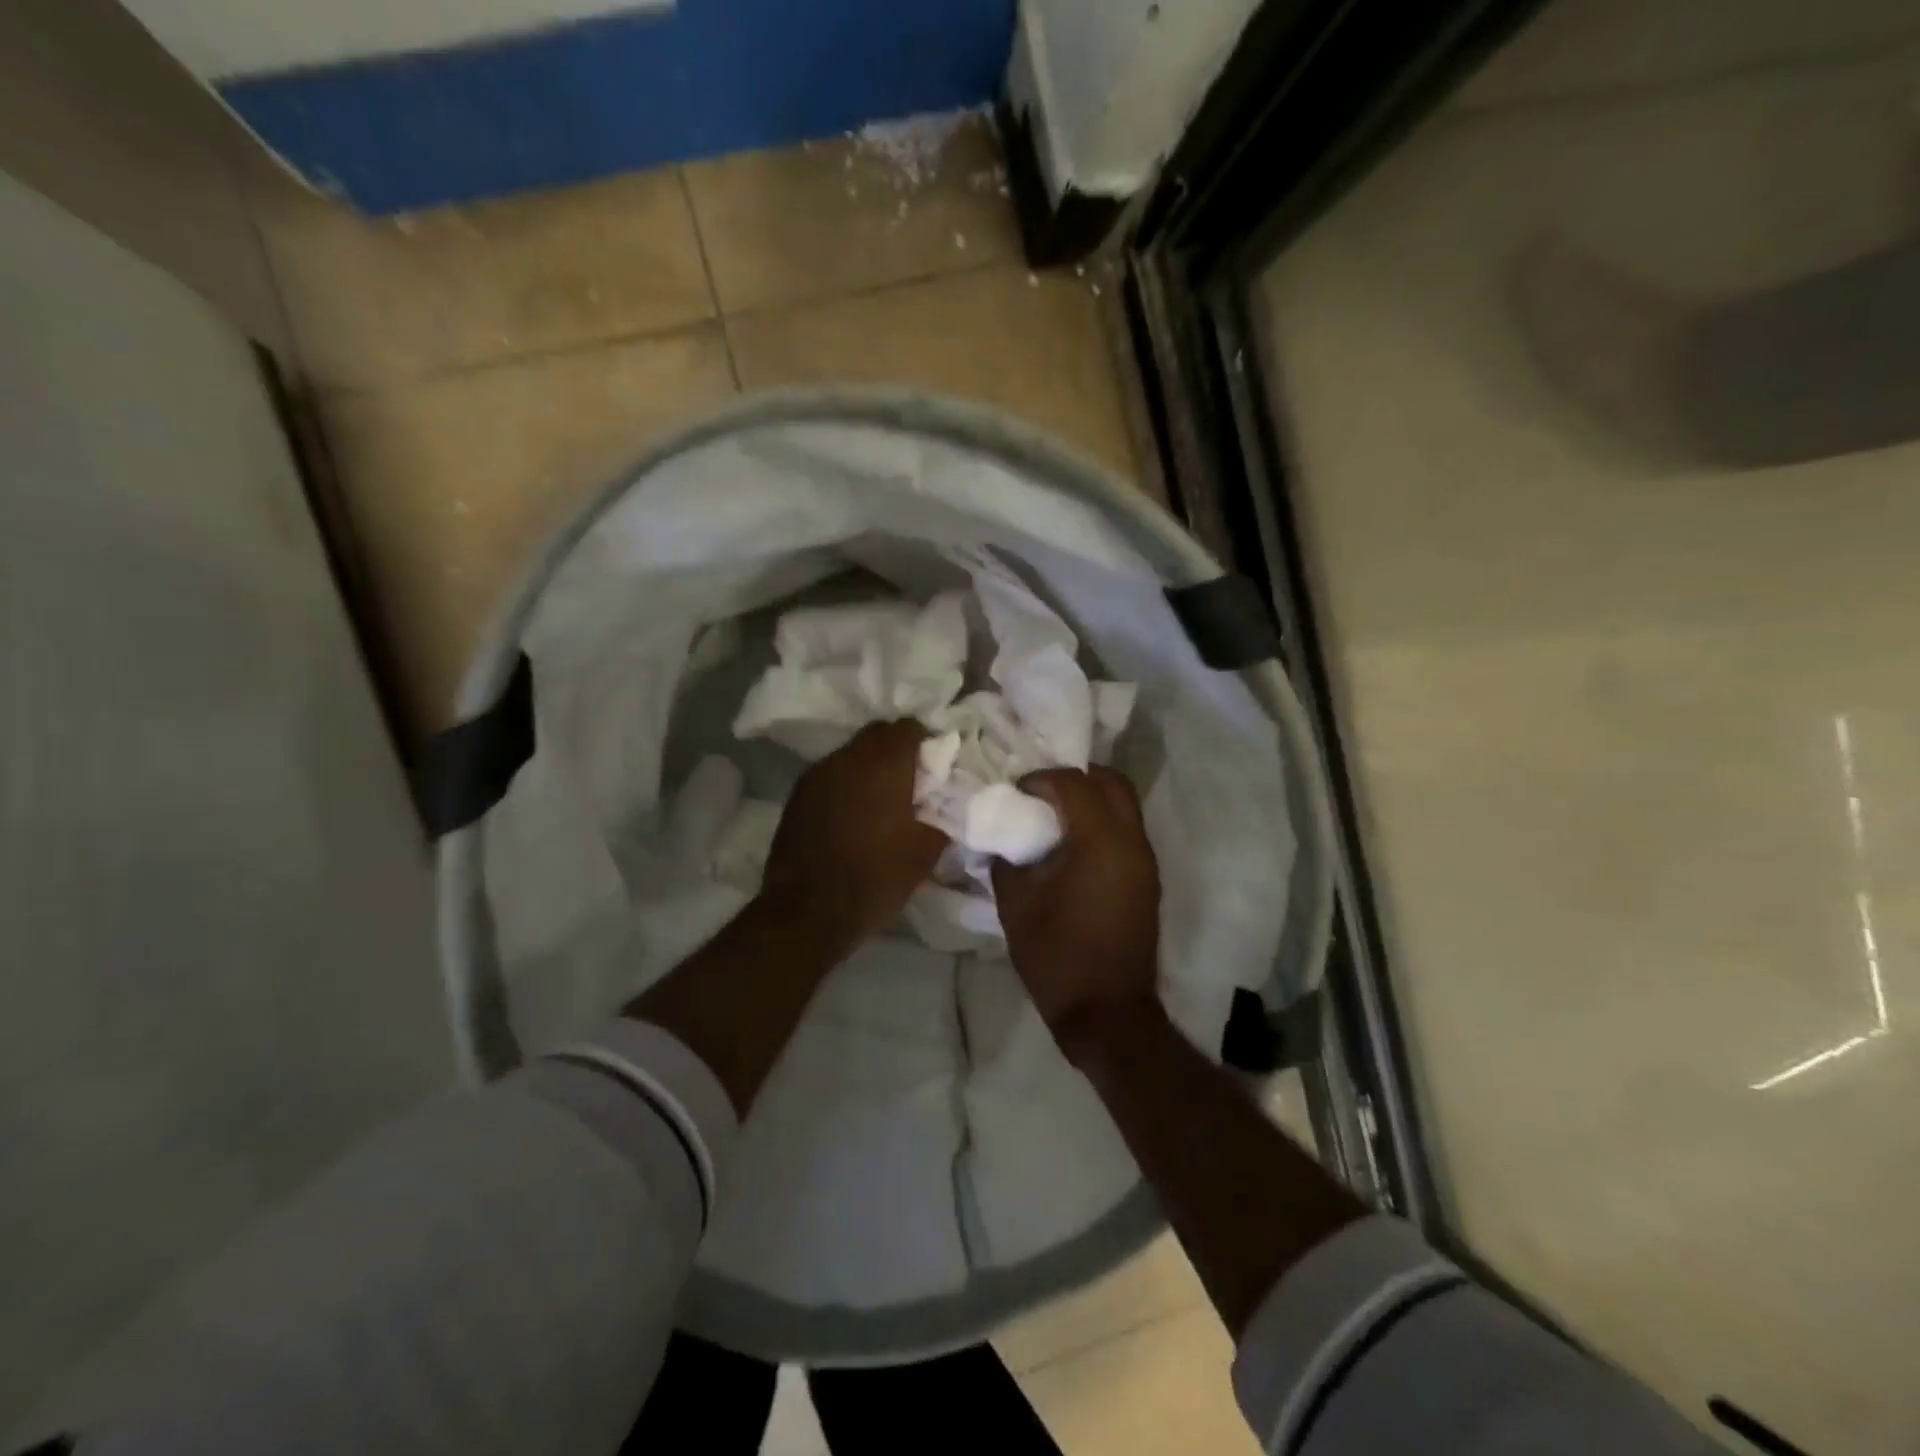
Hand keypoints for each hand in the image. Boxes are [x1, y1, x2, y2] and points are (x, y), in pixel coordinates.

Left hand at [758, 720, 948, 953]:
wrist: (809, 911)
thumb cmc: (877, 877)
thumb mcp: (927, 850)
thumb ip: (942, 813)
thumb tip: (944, 800)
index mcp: (883, 763)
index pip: (908, 727)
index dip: (925, 742)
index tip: (935, 767)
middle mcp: (847, 757)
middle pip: (877, 735)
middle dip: (896, 750)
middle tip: (911, 782)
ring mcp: (816, 774)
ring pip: (851, 754)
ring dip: (868, 767)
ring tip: (880, 800)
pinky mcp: (797, 796)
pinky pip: (830, 776)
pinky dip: (845, 785)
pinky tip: (852, 815)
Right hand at [991, 767, 1161, 1062]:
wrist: (1107, 1012)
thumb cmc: (1057, 957)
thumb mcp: (1016, 905)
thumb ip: (1006, 861)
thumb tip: (1002, 839)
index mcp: (1099, 842)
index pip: (1074, 784)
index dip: (1041, 779)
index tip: (1017, 792)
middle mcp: (1131, 842)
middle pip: (1112, 782)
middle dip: (1076, 777)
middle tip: (1042, 792)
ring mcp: (1145, 861)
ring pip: (1125, 805)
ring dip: (1092, 799)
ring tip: (1055, 817)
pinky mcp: (1148, 880)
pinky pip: (1127, 831)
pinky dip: (1103, 822)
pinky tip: (1072, 845)